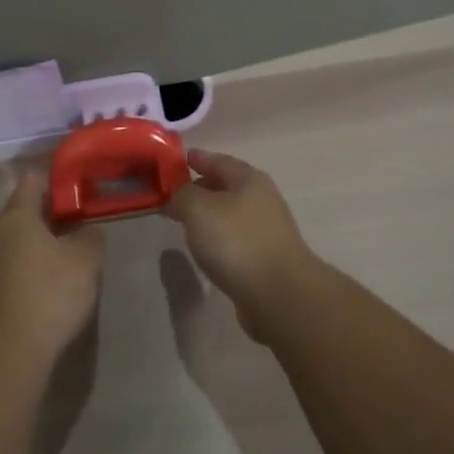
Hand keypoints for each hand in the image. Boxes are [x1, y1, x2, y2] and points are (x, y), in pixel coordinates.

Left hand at [0, 170, 103, 363]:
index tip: (77, 190)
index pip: (32, 181)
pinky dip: (27, 265)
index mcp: (16, 215)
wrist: (10, 350)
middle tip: (78, 224)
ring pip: (14, 239)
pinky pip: (9, 264)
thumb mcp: (86, 260)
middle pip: (22, 211)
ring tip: (66, 255)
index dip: (55, 181)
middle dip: (49, 214)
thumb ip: (90, 236)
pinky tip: (47, 282)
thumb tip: (86, 231)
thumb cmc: (50, 292)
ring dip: (38, 242)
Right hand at [166, 151, 321, 339]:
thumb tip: (179, 196)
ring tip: (185, 223)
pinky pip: (235, 239)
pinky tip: (205, 249)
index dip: (197, 159)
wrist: (279, 294)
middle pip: (226, 186)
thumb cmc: (237, 241)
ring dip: (209, 216)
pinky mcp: (265, 258)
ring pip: (230, 214)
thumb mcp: (198, 209)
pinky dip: (218, 239)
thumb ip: (182, 195)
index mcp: (248, 179)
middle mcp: (261, 200)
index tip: (176, 162)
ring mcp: (266, 230)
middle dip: (201, 188)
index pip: (218, 160)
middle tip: (174, 195)